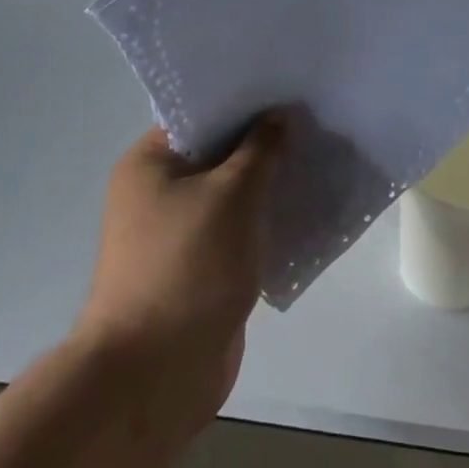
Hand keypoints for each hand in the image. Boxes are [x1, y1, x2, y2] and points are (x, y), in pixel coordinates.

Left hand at [76, 116, 283, 436]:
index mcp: (150, 163)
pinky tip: (305, 208)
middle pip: (219, 153)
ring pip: (232, 194)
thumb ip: (261, 149)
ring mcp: (178, 234)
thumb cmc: (188, 266)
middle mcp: (157, 192)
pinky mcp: (200, 268)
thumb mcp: (232, 193)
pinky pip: (238, 230)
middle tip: (313, 121)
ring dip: (269, 184)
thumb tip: (279, 115)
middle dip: (264, 143)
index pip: (201, 114)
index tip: (289, 91)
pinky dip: (266, 221)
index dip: (245, 101)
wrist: (155, 376)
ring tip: (318, 159)